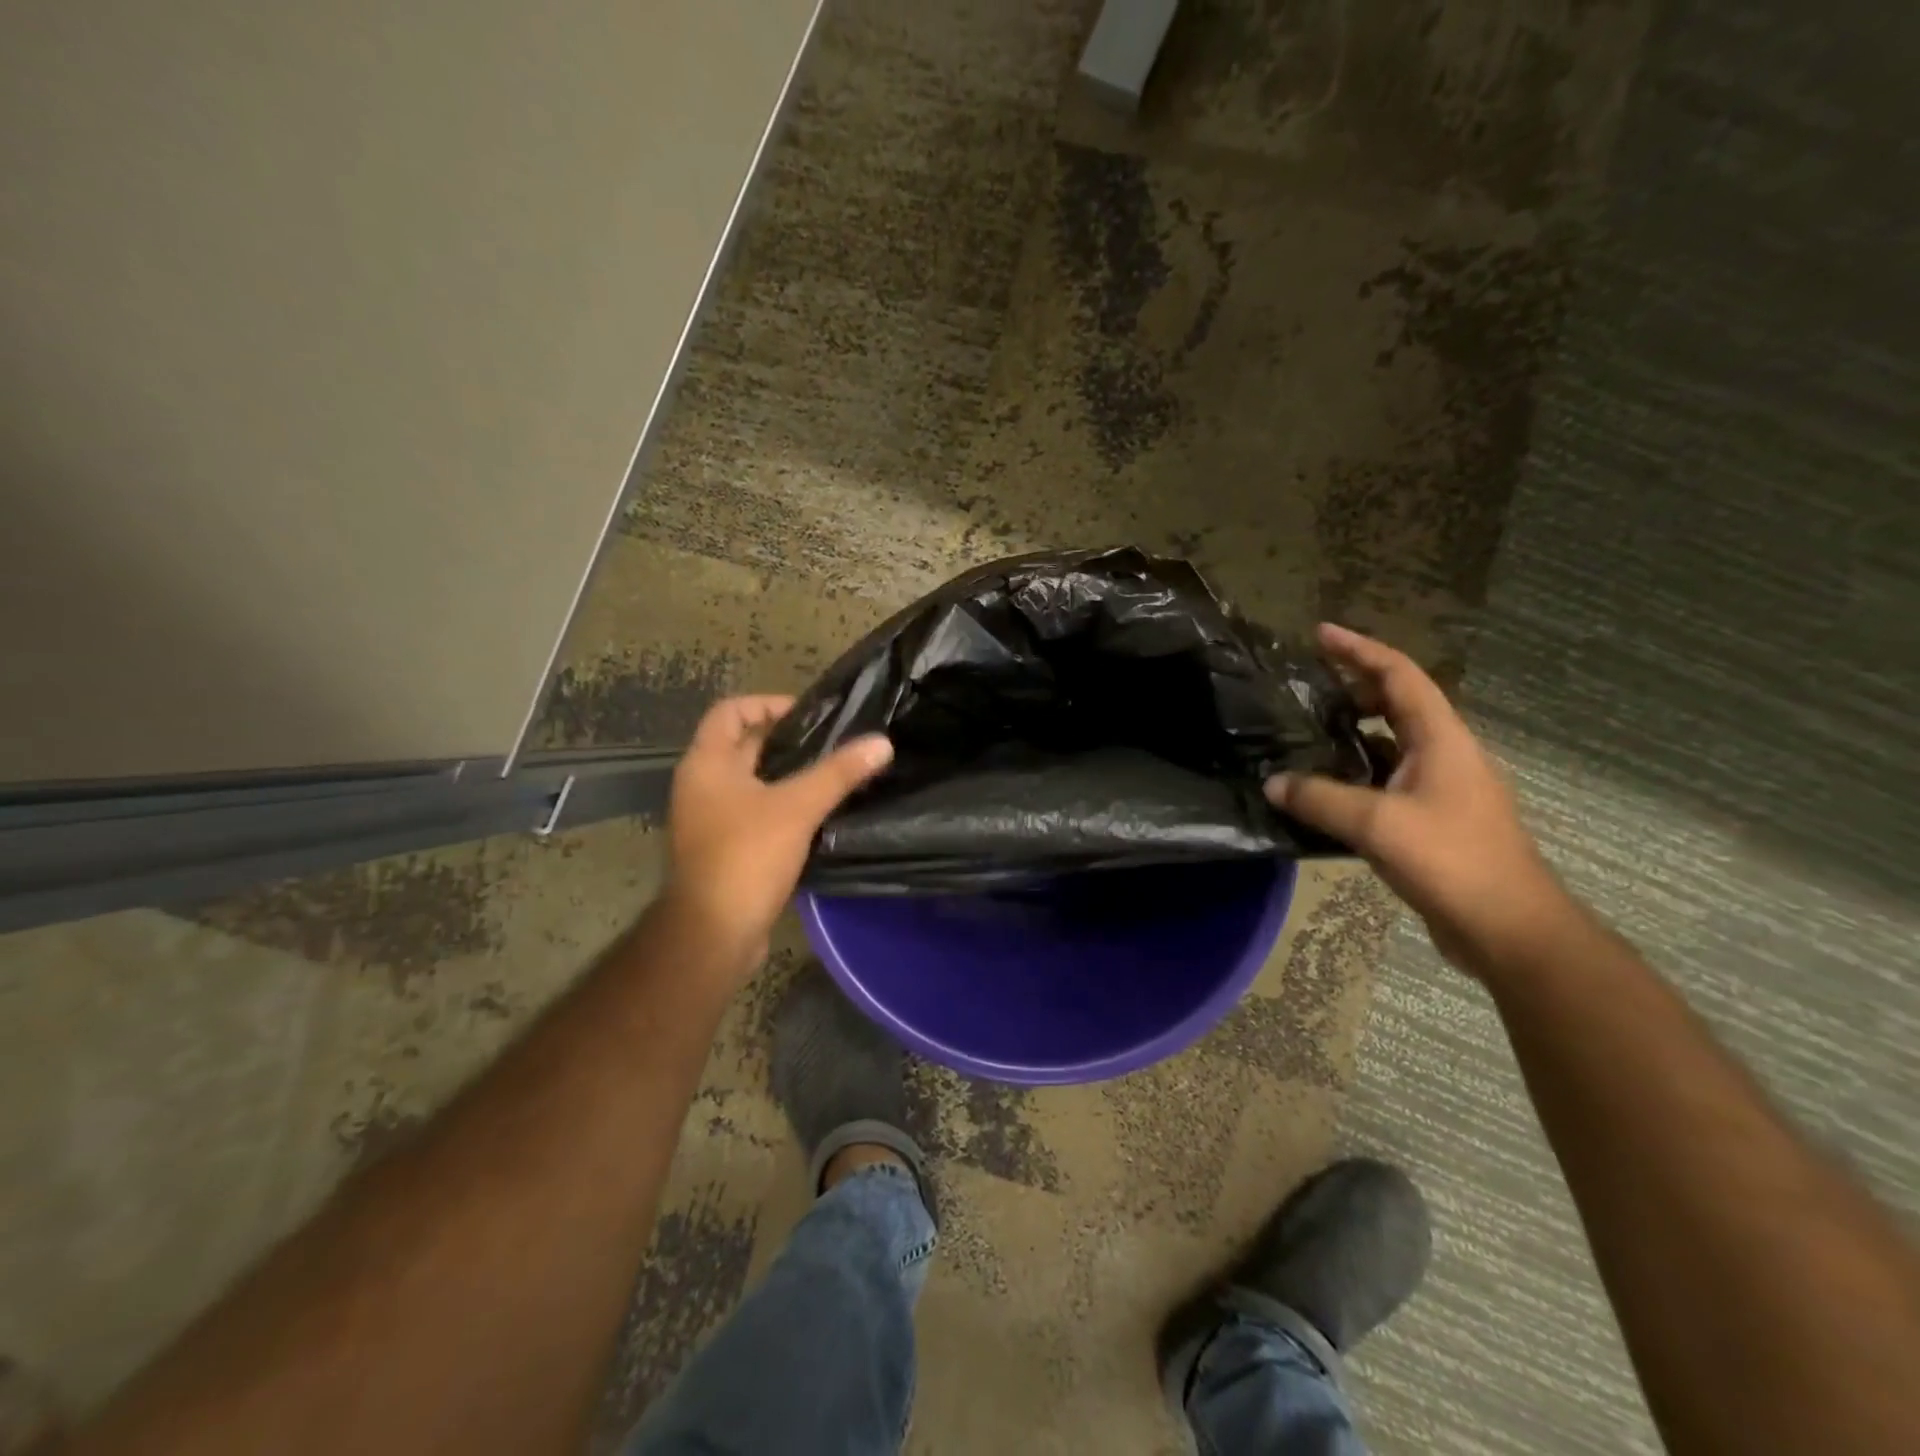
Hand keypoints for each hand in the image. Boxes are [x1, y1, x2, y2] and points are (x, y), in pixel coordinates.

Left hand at [663, 695, 891, 965]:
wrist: (713, 932)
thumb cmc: (746, 856)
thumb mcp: (798, 807)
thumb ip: (839, 773)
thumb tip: (881, 743)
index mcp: (707, 764)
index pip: (730, 711)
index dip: (767, 704)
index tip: (809, 715)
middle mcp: (702, 786)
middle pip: (743, 746)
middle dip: (787, 741)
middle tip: (833, 743)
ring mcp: (710, 820)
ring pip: (753, 783)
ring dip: (788, 776)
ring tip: (833, 774)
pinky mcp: (724, 849)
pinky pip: (756, 813)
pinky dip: (783, 807)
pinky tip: (820, 814)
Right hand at [1266, 624, 1573, 970]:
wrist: (1510, 929)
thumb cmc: (1452, 862)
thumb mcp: (1377, 825)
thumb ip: (1320, 799)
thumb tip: (1273, 782)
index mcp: (1442, 740)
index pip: (1400, 676)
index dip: (1360, 650)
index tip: (1321, 633)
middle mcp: (1445, 755)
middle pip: (1400, 703)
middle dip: (1357, 685)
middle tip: (1310, 683)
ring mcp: (1442, 789)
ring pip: (1393, 743)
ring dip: (1356, 730)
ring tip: (1310, 730)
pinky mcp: (1434, 820)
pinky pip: (1389, 779)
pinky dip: (1357, 771)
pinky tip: (1327, 787)